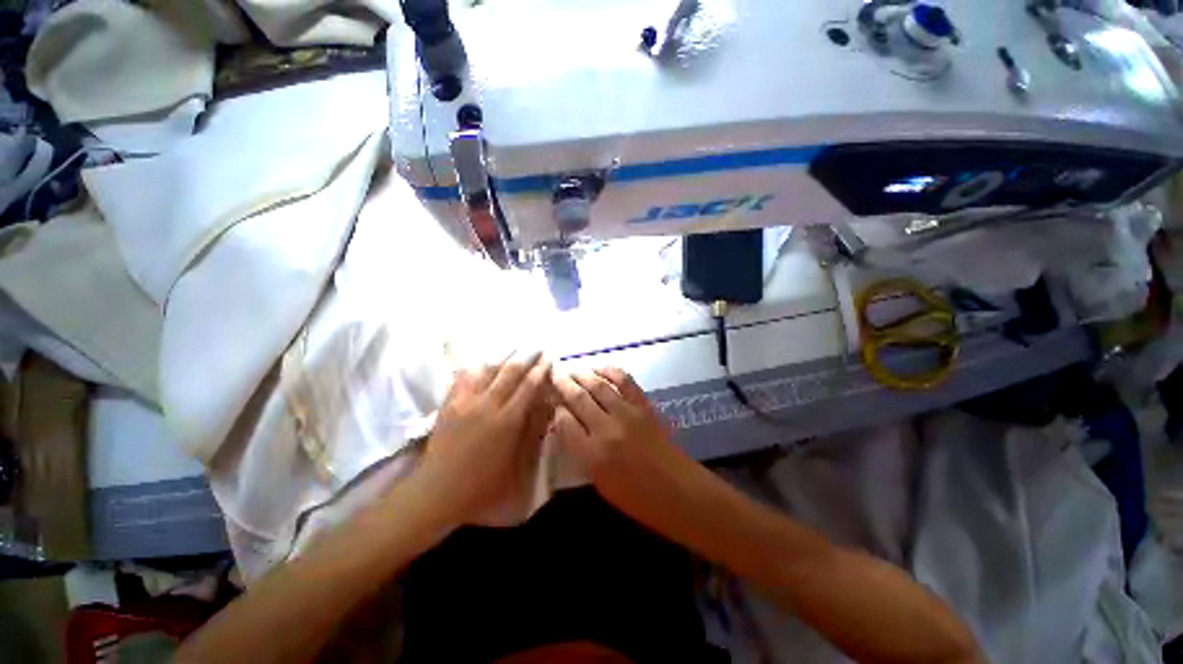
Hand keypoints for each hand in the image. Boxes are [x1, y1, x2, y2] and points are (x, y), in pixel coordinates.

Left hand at [417, 352, 552, 525]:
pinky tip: (484, 360)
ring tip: (515, 347)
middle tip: (537, 345)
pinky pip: (464, 375)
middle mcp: (487, 404)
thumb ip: (532, 429)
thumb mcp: (516, 461)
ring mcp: (465, 401)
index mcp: (507, 420)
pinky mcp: (449, 402)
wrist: (438, 490)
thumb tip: (546, 404)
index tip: (549, 357)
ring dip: (504, 355)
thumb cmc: (483, 483)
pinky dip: (478, 364)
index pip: (528, 385)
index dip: (540, 369)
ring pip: (487, 367)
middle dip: (527, 355)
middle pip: (510, 371)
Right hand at [552, 367, 692, 514]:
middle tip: (554, 375)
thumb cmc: (636, 497)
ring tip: (571, 371)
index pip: (565, 423)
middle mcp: (607, 429)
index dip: (556, 409)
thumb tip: (569, 426)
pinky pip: (625, 381)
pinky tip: (599, 367)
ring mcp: (627, 414)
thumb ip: (581, 452)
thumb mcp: (599, 481)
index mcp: (593, 455)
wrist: (677, 491)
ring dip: (582, 375)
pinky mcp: (643, 405)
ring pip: (598, 386)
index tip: (552, 401)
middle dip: (563, 385)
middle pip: (578, 399)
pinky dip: (610, 370)